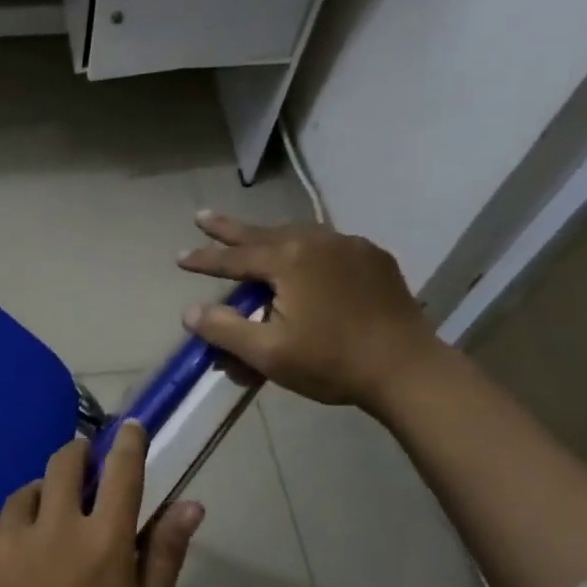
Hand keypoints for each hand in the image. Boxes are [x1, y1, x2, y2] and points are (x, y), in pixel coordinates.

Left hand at [0, 423, 201, 586]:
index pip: (123, 471)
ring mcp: (6, 541)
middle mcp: (54, 528)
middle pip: (65, 462)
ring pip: (25, 493)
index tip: (130, 428)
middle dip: (78, 456)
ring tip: (45, 532)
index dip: (128, 442)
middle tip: (83, 471)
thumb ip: (165, 555)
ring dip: (42, 500)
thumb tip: (191, 502)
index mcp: (104, 543)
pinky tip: (11, 563)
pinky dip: (5, 532)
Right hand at [178, 211, 441, 411]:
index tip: (178, 256)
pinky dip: (304, 246)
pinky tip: (302, 255)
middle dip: (228, 228)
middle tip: (201, 216)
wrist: (407, 370)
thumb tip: (190, 312)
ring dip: (267, 235)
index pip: (234, 258)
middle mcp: (317, 241)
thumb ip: (224, 330)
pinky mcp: (373, 259)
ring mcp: (350, 246)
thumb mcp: (268, 353)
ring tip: (249, 237)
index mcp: (289, 260)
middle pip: (262, 233)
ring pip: (296, 234)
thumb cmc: (331, 363)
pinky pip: (327, 244)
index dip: (204, 259)